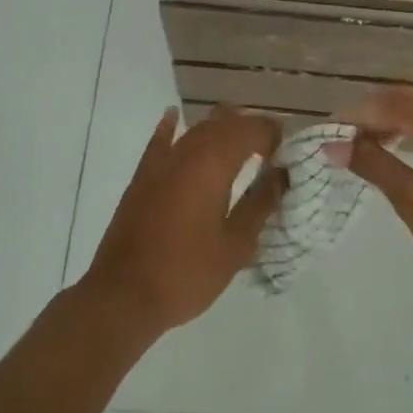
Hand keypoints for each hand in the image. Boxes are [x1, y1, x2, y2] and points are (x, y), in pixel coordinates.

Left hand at [81, 107, 285, 336]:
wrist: (123, 295)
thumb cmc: (186, 272)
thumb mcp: (236, 245)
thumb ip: (260, 204)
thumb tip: (281, 175)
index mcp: (214, 162)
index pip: (253, 129)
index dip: (275, 135)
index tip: (289, 154)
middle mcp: (188, 150)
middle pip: (226, 122)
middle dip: (252, 129)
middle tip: (272, 151)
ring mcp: (161, 161)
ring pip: (197, 128)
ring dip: (221, 128)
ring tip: (241, 142)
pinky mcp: (142, 176)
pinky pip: (160, 140)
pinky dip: (172, 127)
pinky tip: (175, 117)